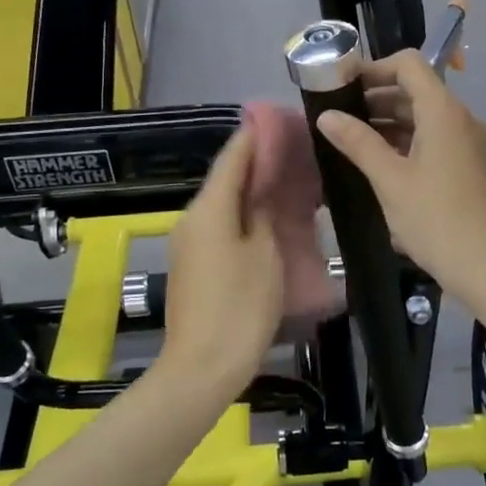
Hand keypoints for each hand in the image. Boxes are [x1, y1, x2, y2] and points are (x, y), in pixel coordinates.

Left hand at [162, 129, 285, 381]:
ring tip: (290, 181)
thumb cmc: (240, 307)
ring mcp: (190, 243)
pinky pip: (222, 227)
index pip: (232, 157)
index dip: (254, 135)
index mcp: (209, 209)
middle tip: (295, 151)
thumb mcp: (265, 254)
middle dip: (258, 163)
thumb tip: (264, 189)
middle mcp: (193, 218)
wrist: (202, 367)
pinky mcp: (195, 265)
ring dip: (254, 191)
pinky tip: (272, 218)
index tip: (279, 118)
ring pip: (225, 204)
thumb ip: (264, 213)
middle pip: (226, 179)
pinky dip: (246, 215)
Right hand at [315, 51, 485, 300]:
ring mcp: (467, 142)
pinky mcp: (468, 165)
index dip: (373, 68)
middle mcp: (460, 118)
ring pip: (424, 116)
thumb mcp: (390, 179)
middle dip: (376, 96)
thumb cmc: (435, 218)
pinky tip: (378, 160)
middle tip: (338, 113)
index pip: (408, 65)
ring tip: (350, 137)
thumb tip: (326, 116)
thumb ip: (357, 142)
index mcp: (443, 111)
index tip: (342, 84)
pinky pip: (433, 138)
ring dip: (389, 120)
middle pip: (416, 89)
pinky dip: (406, 140)